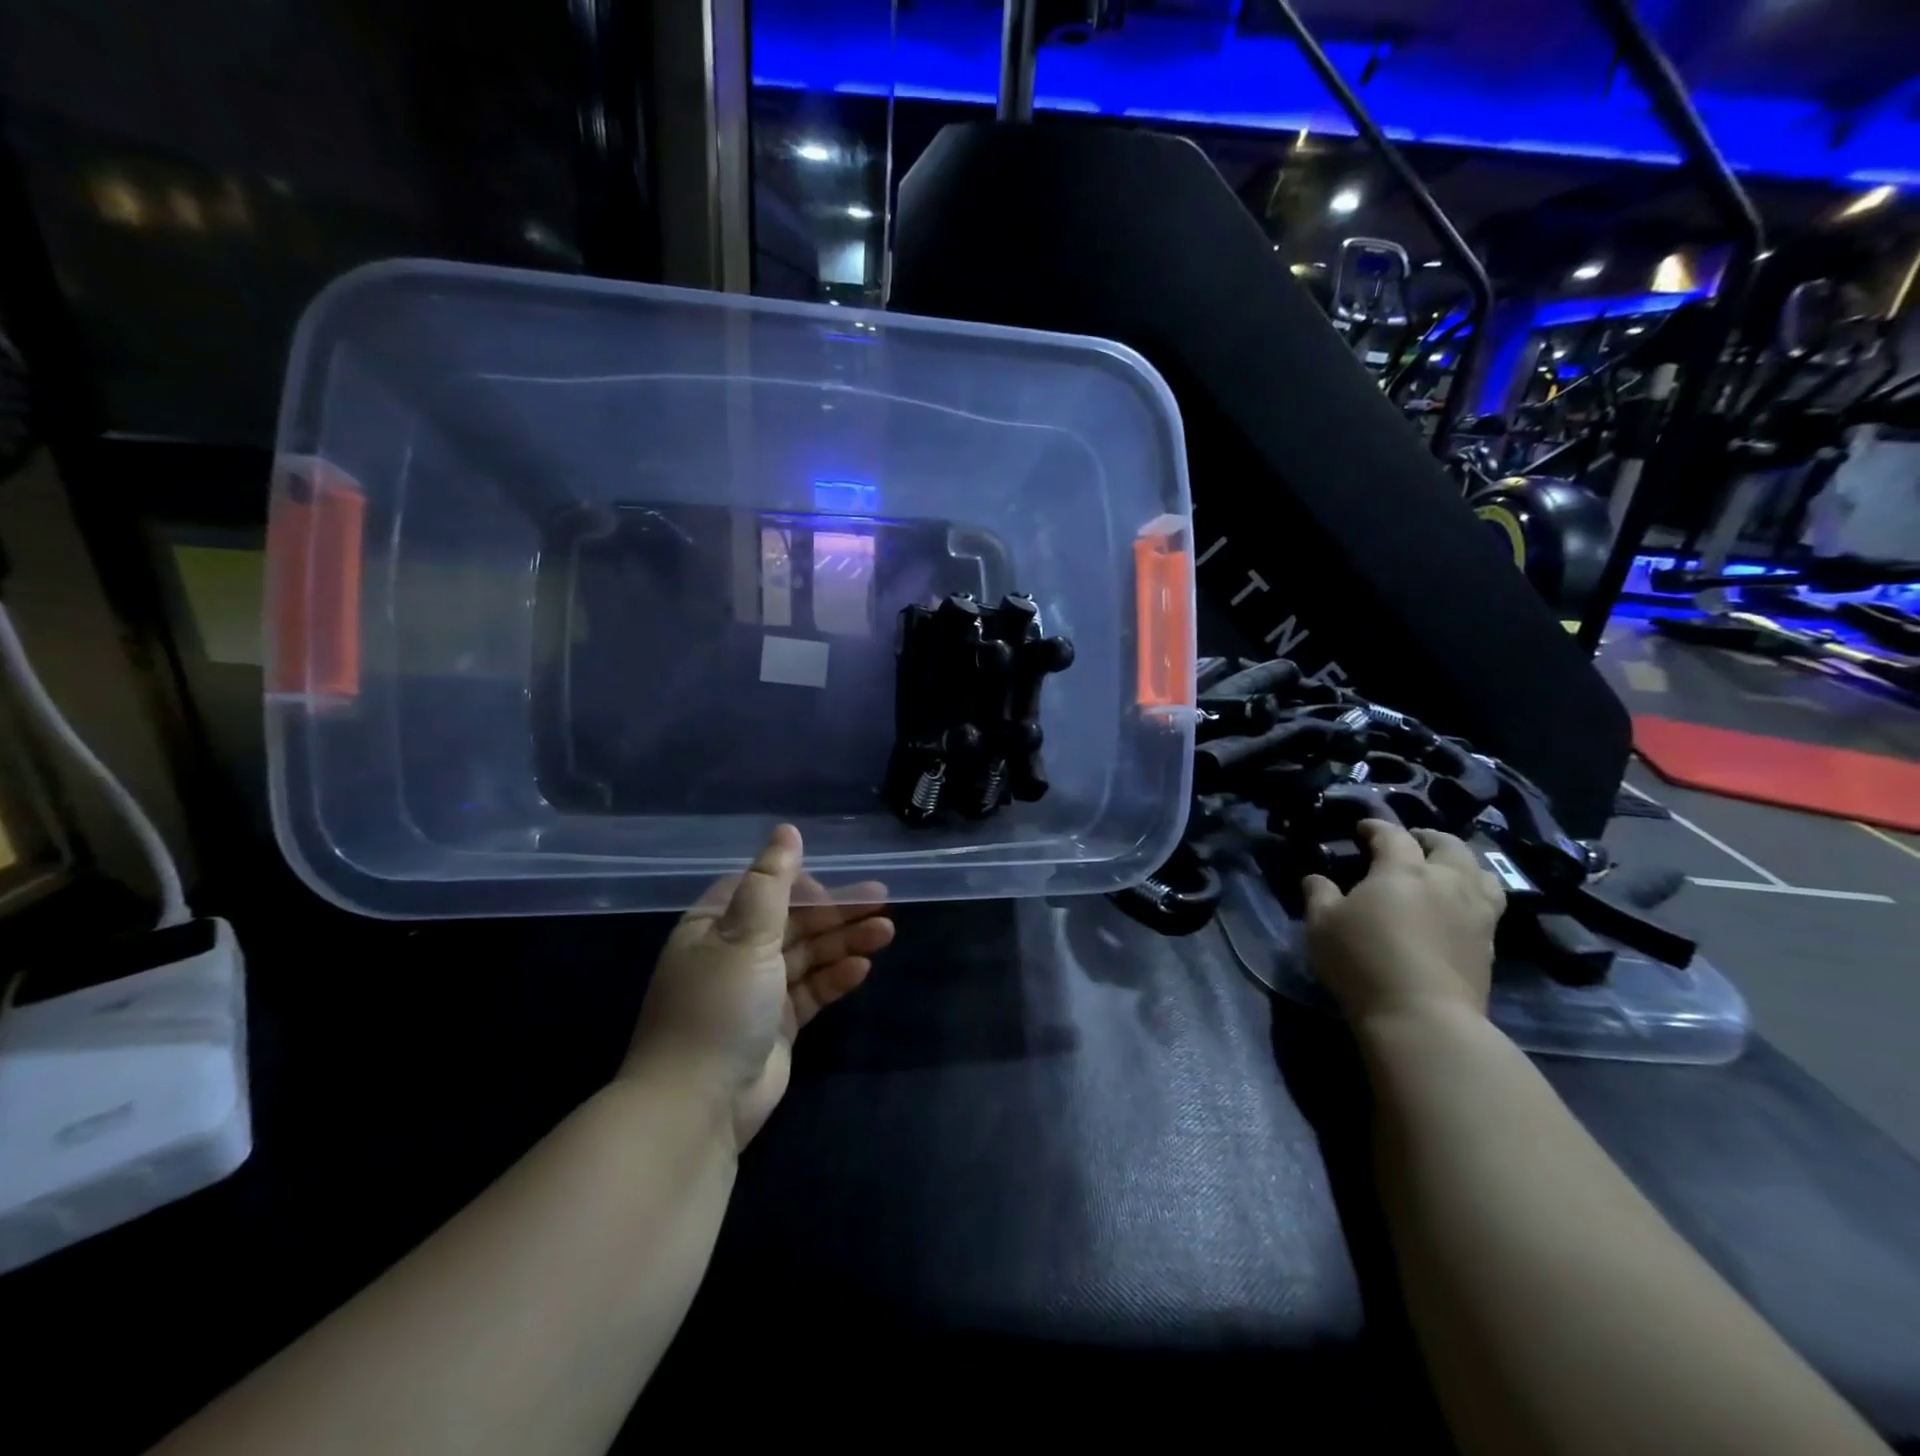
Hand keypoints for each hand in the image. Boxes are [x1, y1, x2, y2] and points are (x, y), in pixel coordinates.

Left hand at [624, 825, 893, 1151]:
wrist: (697, 1106)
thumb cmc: (719, 1006)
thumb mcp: (745, 935)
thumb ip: (771, 882)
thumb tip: (787, 830)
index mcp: (714, 927)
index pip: (762, 890)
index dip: (800, 884)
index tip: (834, 886)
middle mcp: (734, 954)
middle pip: (792, 921)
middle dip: (835, 912)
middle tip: (882, 901)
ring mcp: (757, 991)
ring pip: (808, 955)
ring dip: (844, 942)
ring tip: (885, 931)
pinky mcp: (777, 1026)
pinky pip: (811, 991)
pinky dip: (835, 978)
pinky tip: (862, 968)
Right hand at [1302, 820, 1505, 1025]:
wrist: (1423, 1017)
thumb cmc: (1363, 961)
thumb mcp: (1322, 925)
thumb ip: (1319, 894)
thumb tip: (1316, 878)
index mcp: (1402, 870)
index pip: (1392, 835)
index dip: (1376, 827)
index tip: (1362, 828)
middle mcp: (1445, 882)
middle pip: (1447, 845)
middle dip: (1427, 837)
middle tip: (1411, 841)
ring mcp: (1475, 913)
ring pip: (1480, 872)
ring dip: (1461, 863)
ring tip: (1446, 869)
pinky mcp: (1490, 944)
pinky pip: (1489, 904)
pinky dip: (1474, 894)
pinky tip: (1459, 906)